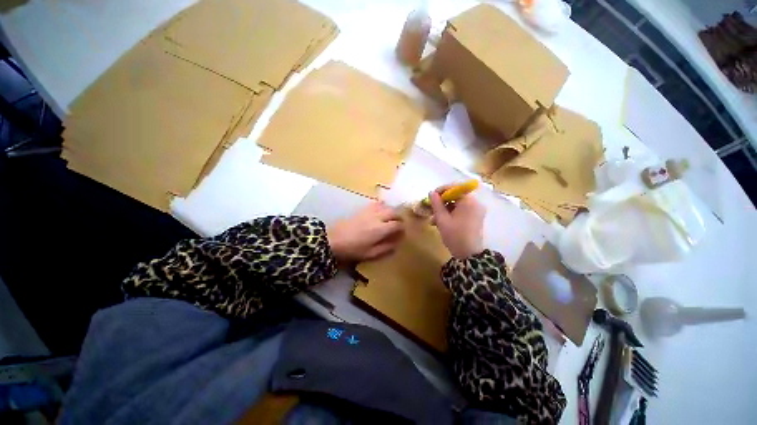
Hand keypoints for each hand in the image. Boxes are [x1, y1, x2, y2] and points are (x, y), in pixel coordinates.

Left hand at [328, 202, 404, 262]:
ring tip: (391, 218)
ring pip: (385, 206)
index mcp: (380, 229)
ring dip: (391, 211)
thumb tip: (397, 244)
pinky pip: (375, 203)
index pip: (397, 224)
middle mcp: (377, 217)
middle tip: (399, 225)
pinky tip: (380, 210)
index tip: (402, 233)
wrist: (333, 239)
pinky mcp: (362, 209)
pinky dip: (381, 205)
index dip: (402, 228)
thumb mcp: (370, 254)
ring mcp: (369, 211)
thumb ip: (385, 248)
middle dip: (399, 217)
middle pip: (393, 212)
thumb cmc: (352, 249)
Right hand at [429, 189, 485, 258]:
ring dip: (444, 210)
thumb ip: (436, 204)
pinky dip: (451, 214)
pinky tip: (440, 223)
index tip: (431, 196)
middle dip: (442, 202)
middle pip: (456, 196)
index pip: (455, 187)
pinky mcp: (475, 218)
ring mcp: (476, 211)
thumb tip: (431, 192)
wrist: (469, 255)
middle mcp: (475, 203)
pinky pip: (461, 211)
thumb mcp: (442, 219)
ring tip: (433, 220)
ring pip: (457, 205)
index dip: (441, 190)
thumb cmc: (455, 235)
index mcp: (469, 201)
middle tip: (430, 209)